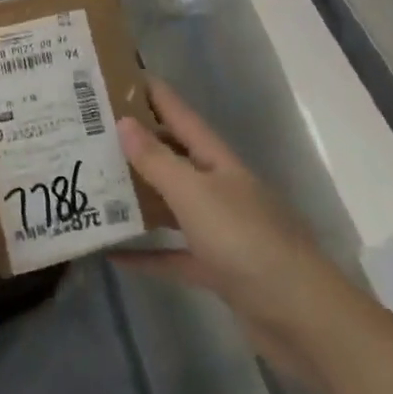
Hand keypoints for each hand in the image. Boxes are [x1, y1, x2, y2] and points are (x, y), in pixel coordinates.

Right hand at [116, 79, 353, 367]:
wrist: (303, 319)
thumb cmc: (247, 242)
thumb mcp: (195, 195)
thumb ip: (158, 161)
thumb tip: (124, 121)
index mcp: (217, 161)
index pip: (179, 114)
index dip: (151, 92)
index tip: (115, 74)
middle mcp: (218, 187)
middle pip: (172, 155)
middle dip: (136, 141)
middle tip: (89, 129)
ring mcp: (219, 229)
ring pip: (170, 204)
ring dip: (138, 196)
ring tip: (94, 183)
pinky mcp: (218, 269)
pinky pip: (174, 254)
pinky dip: (147, 253)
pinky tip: (114, 254)